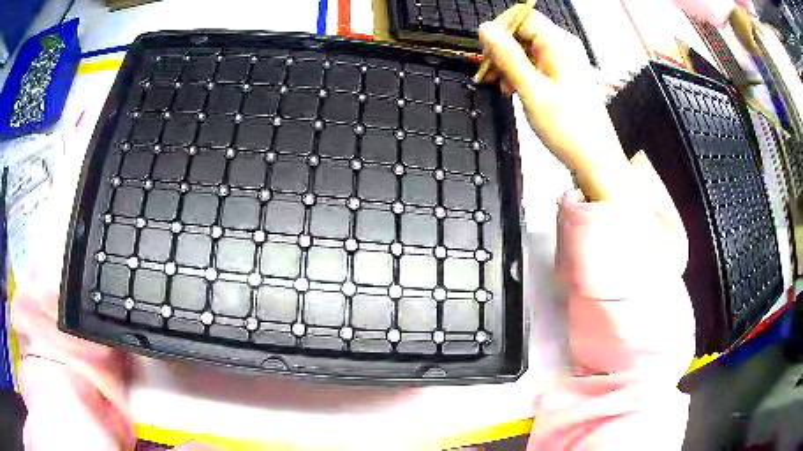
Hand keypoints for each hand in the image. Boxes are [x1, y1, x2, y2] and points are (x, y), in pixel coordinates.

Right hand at [478, 7, 631, 200]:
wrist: (595, 160)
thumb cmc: (567, 127)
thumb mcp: (531, 90)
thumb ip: (508, 56)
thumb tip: (485, 28)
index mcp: (559, 44)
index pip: (521, 17)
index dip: (499, 30)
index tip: (485, 53)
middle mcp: (564, 47)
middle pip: (523, 32)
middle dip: (501, 49)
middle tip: (489, 73)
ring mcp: (565, 61)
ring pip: (527, 49)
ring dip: (508, 63)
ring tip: (500, 87)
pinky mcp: (564, 76)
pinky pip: (536, 64)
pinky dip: (521, 73)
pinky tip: (513, 90)